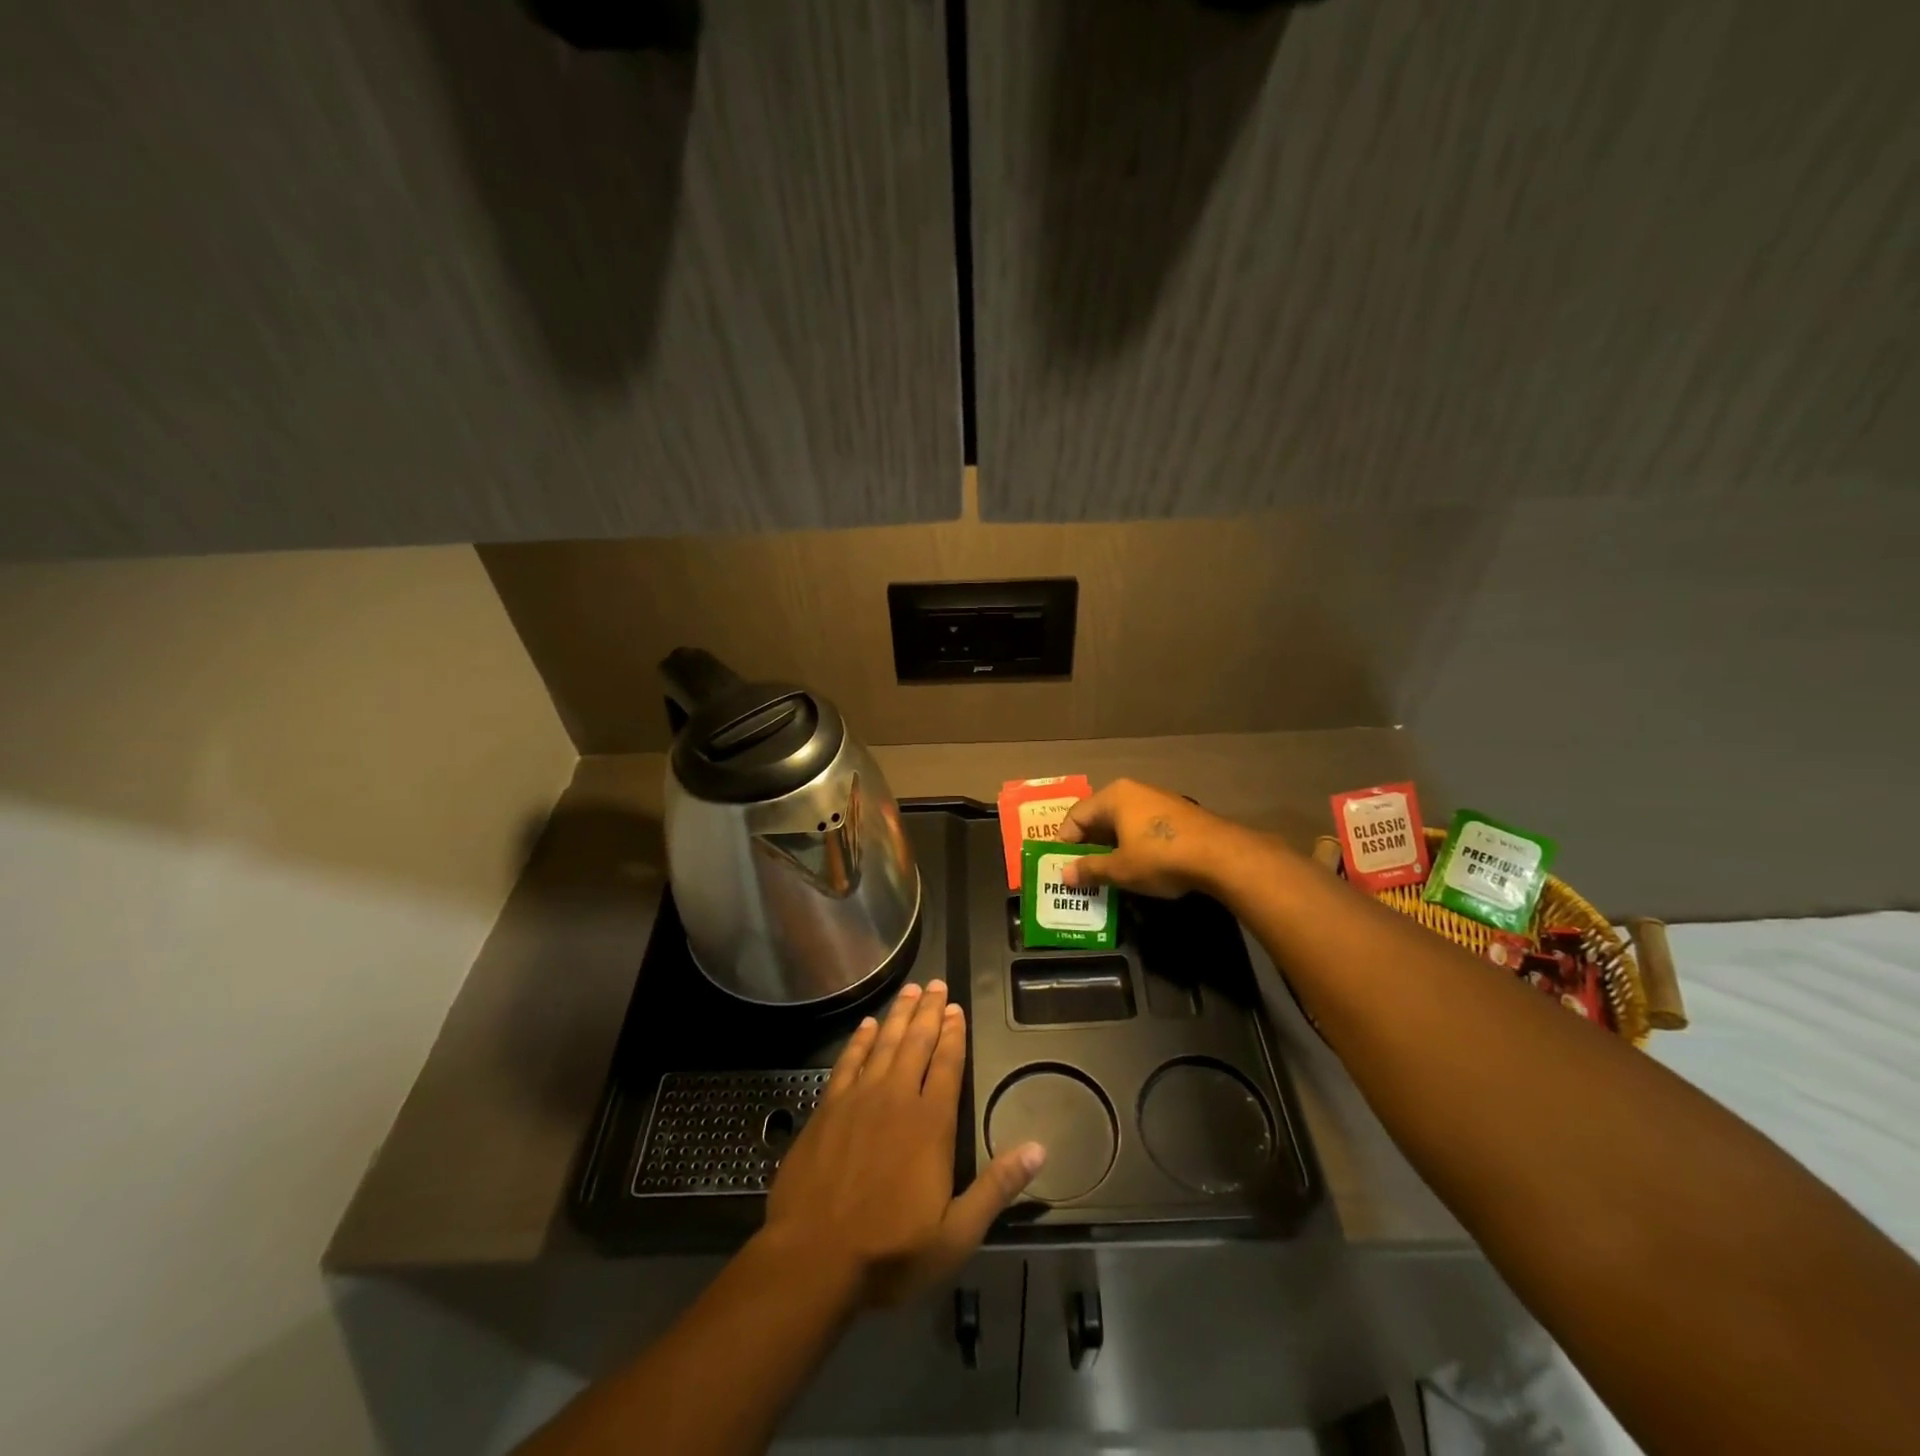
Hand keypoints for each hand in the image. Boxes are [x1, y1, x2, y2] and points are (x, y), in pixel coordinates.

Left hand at [764, 980, 1045, 1306]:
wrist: (812, 1258)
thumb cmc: (889, 1251)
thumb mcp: (956, 1234)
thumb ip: (996, 1187)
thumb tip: (1039, 1148)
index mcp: (931, 1124)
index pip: (947, 1065)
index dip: (953, 1034)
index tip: (956, 1008)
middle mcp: (897, 1098)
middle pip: (916, 1043)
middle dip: (928, 1012)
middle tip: (936, 983)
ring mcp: (858, 1099)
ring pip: (884, 1043)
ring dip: (898, 1015)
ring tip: (909, 990)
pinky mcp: (828, 1108)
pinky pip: (848, 1061)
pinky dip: (860, 1040)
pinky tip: (867, 1025)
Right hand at [1056, 778, 1247, 897]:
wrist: (1221, 856)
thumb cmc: (1160, 857)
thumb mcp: (1120, 869)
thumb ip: (1089, 869)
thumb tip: (1064, 875)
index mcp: (1114, 796)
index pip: (1076, 815)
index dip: (1065, 842)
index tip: (1063, 867)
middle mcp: (1134, 791)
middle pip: (1099, 817)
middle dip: (1088, 845)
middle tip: (1081, 872)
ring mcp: (1159, 800)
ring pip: (1123, 823)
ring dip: (1112, 847)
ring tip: (1107, 873)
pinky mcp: (1178, 814)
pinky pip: (1144, 827)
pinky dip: (1133, 845)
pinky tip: (1137, 866)